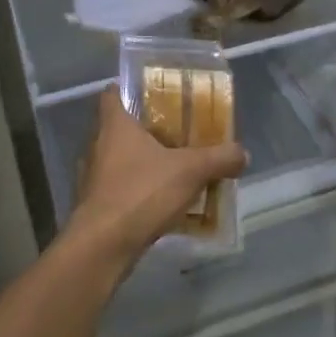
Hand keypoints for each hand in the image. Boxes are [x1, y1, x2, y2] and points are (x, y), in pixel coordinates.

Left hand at [69, 87, 247, 266]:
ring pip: (119, 160)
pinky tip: (162, 202)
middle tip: (177, 132)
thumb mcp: (191, 171)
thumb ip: (219, 158)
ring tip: (174, 168)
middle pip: (119, 129)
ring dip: (142, 163)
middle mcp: (97, 146)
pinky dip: (138, 191)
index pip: (112, 93)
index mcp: (114, 125)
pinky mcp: (95, 206)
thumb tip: (243, 153)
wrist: (103, 247)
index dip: (129, 90)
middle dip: (146, 130)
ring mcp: (93, 178)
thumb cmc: (141, 193)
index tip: (152, 93)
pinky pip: (120, 189)